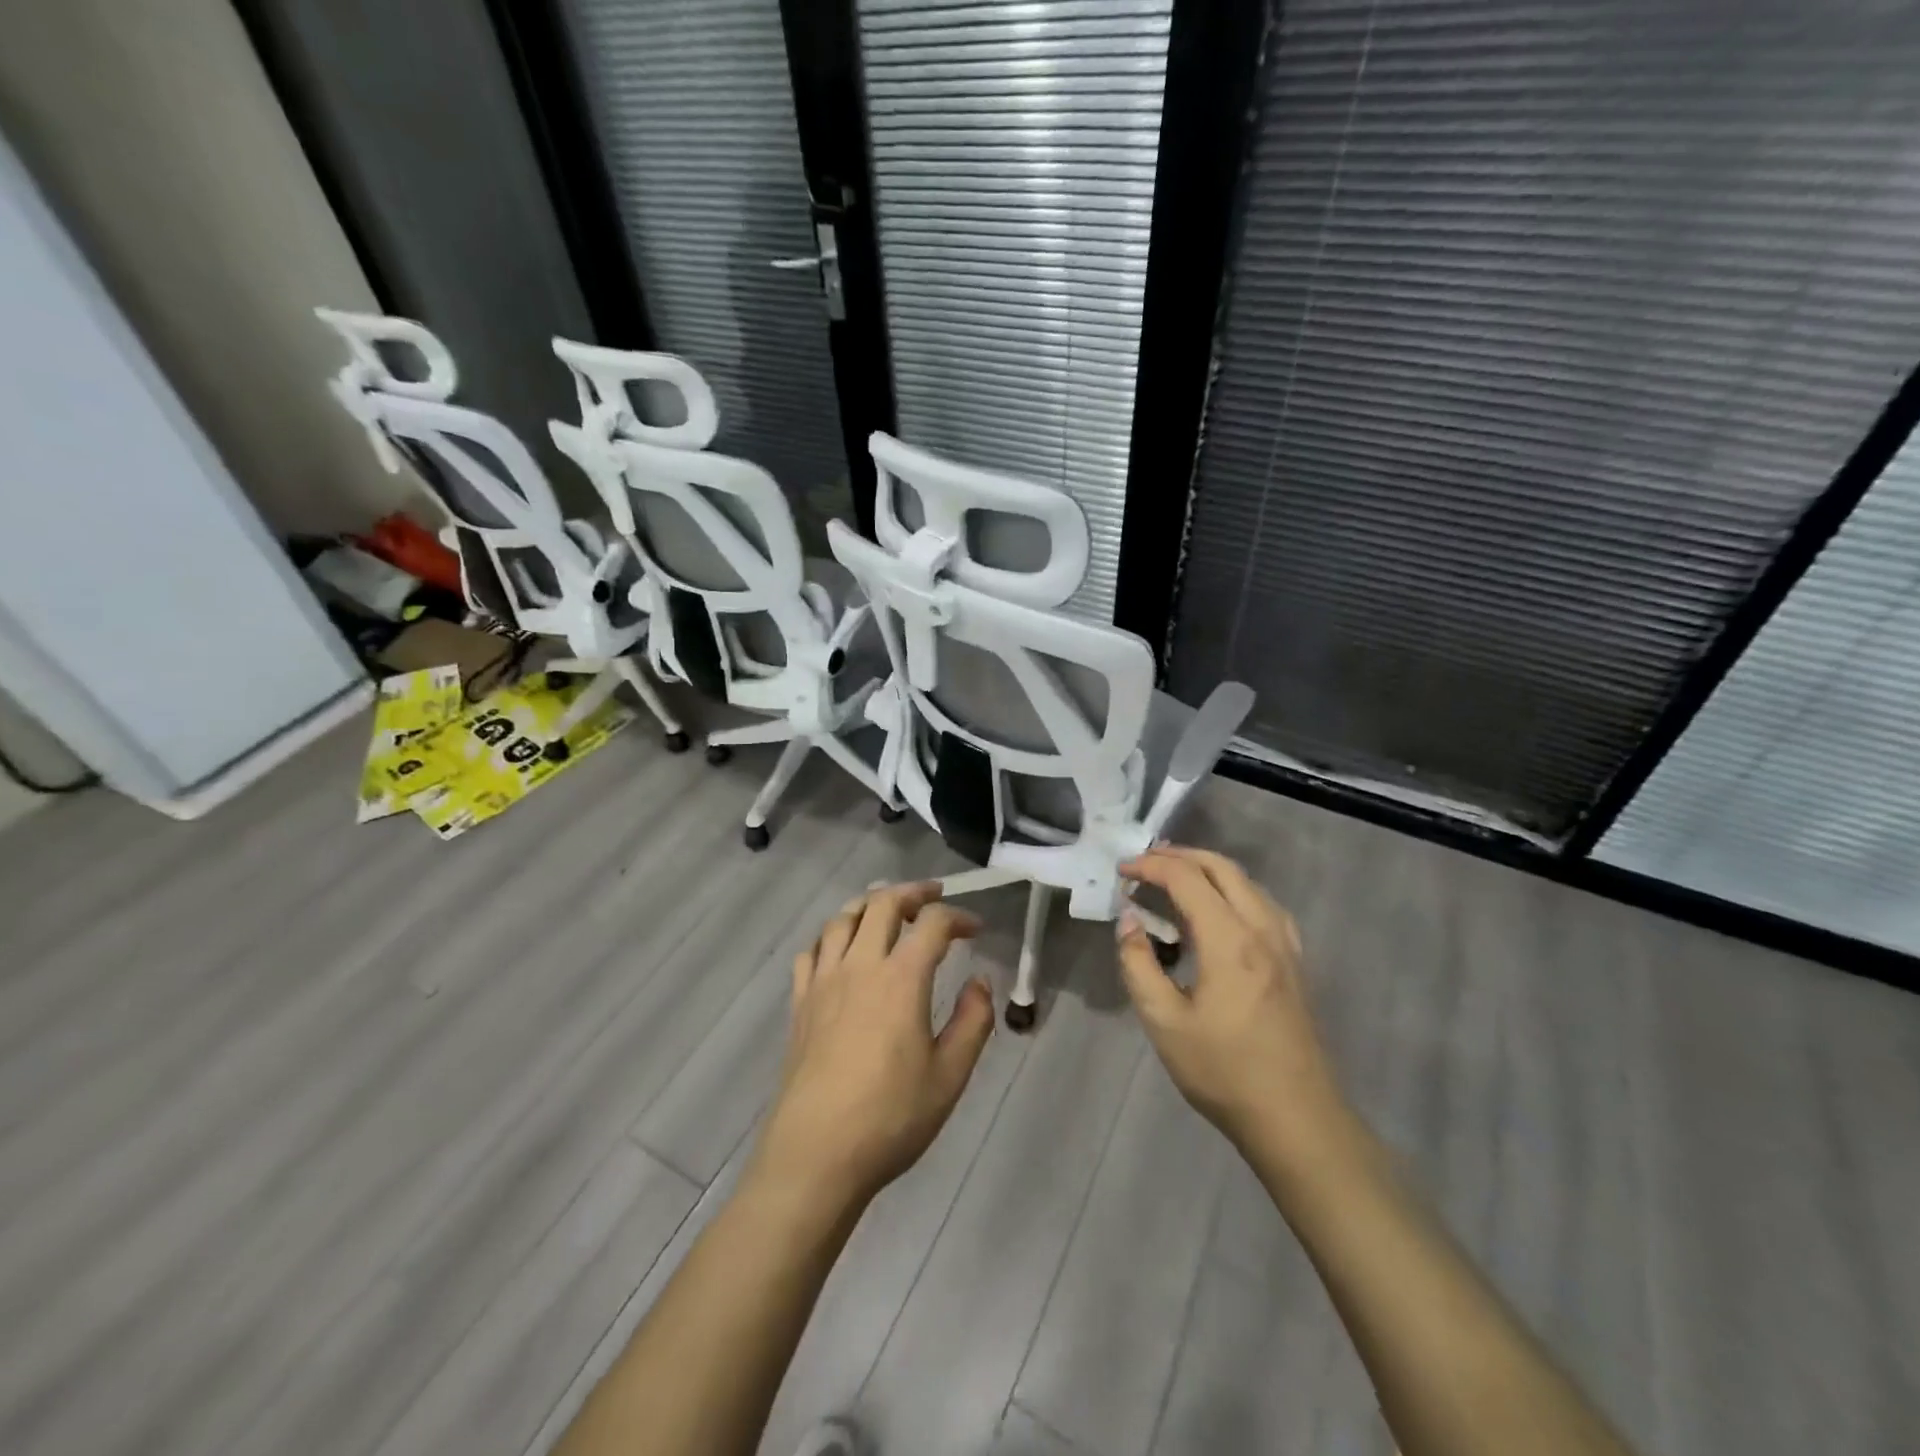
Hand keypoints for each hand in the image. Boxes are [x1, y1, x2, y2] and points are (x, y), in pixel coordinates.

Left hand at [752, 882, 995, 1213]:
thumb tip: (980, 981)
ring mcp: (823, 981)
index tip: (976, 929)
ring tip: (887, 910)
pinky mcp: (800, 1002)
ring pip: (842, 918)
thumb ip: (972, 1021)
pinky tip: (841, 949)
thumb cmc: (890, 1117)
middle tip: (933, 896)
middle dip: (913, 892)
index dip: (958, 917)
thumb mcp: (949, 1076)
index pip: (933, 924)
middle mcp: (860, 966)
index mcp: (901, 979)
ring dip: (869, 905)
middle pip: (882, 904)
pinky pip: (812, 950)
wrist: (816, 1154)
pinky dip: (831, 935)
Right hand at [1117, 845, 1343, 1156]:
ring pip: (1246, 881)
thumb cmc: (1223, 1071)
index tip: (1121, 871)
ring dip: (1207, 869)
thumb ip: (1139, 964)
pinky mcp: (1294, 960)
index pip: (1186, 878)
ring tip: (1173, 877)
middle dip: (1179, 856)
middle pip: (1221, 867)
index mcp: (1229, 940)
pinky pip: (1262, 902)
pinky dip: (1232, 889)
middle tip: (1143, 863)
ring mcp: (1284, 943)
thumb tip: (1129, 920)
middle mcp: (1261, 928)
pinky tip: (1218, 909)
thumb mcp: (1164, 1022)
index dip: (1150, 866)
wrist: (1296, 1117)